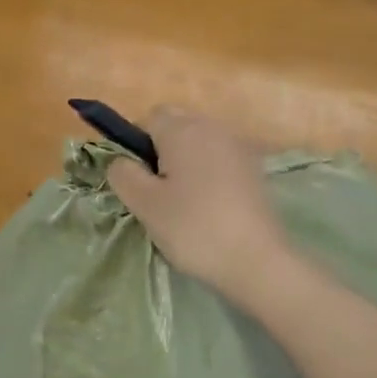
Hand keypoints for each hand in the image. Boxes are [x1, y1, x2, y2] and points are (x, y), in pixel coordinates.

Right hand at [107, 109, 292, 305]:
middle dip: (161, 151)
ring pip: (199, 144)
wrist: (256, 260)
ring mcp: (238, 148)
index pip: (149, 117)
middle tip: (156, 192)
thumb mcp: (145, 204)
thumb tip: (120, 161)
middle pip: (177, 126)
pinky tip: (208, 208)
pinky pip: (220, 161)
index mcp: (183, 129)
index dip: (135, 143)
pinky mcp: (254, 171)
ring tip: (182, 203)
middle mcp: (213, 128)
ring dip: (185, 164)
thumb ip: (124, 174)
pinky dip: (208, 176)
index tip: (136, 179)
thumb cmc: (193, 227)